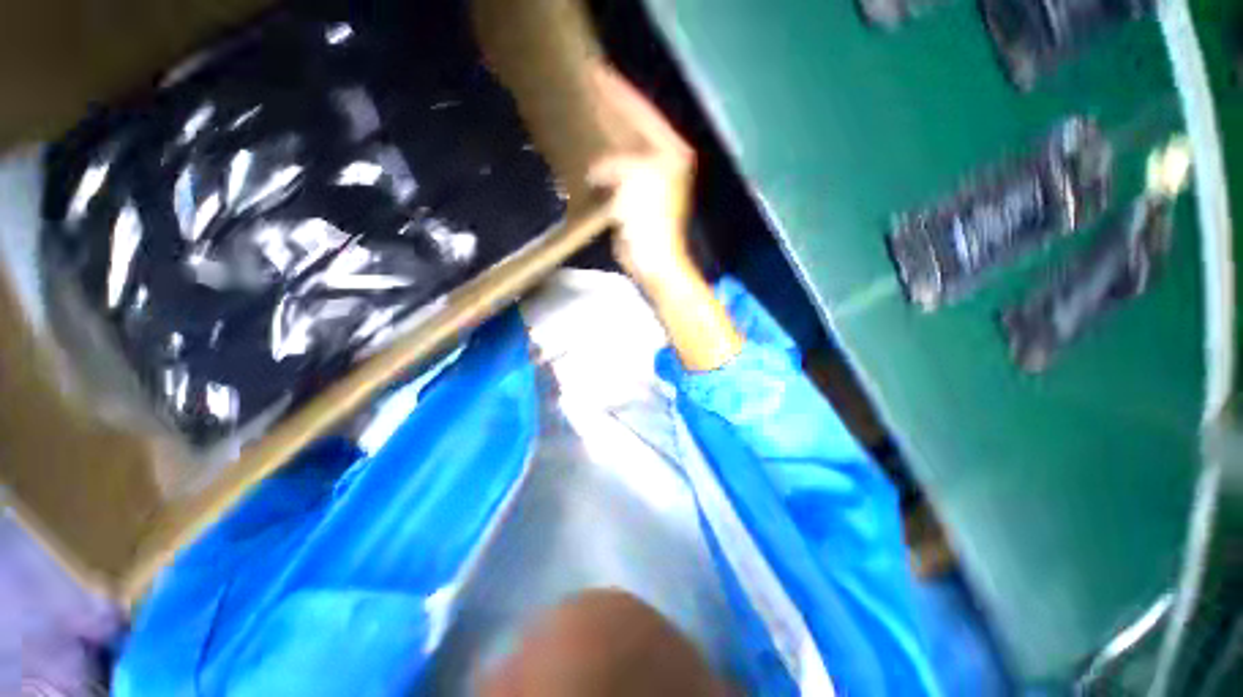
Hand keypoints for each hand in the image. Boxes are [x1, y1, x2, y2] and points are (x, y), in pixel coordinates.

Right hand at [585, 65, 696, 290]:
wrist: (653, 260)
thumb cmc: (649, 220)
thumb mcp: (635, 179)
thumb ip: (616, 162)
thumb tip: (598, 170)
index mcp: (671, 152)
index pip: (643, 113)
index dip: (620, 94)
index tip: (597, 75)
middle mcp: (665, 163)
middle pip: (636, 130)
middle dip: (613, 115)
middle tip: (588, 96)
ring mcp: (652, 182)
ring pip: (626, 152)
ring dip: (608, 142)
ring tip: (586, 123)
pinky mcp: (639, 199)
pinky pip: (619, 174)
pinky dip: (605, 168)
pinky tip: (590, 161)